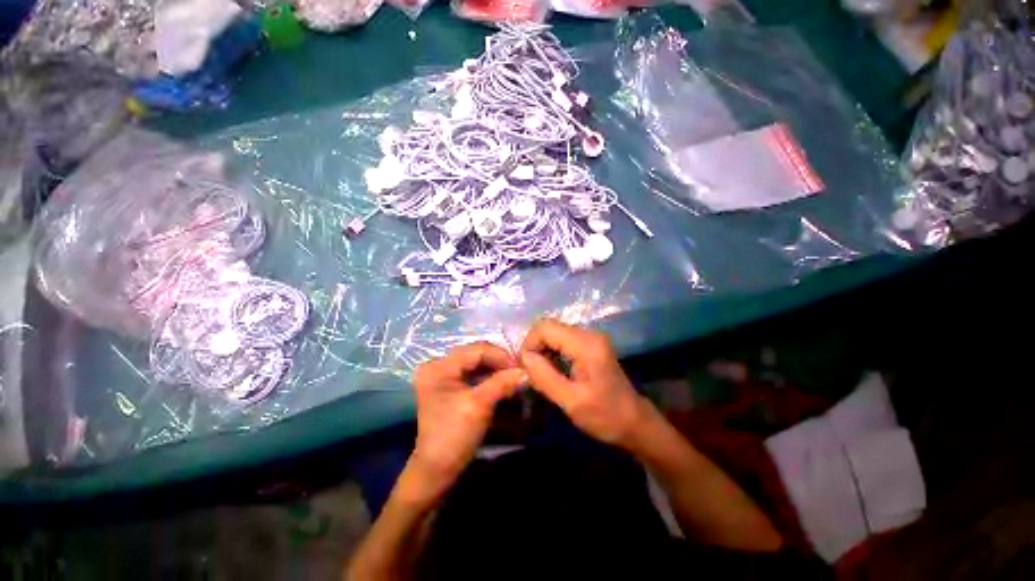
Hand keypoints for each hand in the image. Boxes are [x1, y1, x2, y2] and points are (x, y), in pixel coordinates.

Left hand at [410, 342, 527, 495]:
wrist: (437, 469)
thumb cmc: (454, 436)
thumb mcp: (479, 406)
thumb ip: (502, 383)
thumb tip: (526, 371)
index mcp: (439, 367)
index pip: (476, 350)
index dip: (500, 356)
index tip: (521, 366)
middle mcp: (438, 365)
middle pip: (476, 355)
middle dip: (499, 362)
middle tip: (519, 371)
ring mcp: (443, 375)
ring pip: (476, 363)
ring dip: (496, 369)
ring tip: (514, 377)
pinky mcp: (449, 385)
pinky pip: (473, 373)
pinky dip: (489, 377)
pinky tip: (502, 382)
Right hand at [519, 319, 648, 448]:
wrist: (634, 422)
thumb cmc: (605, 416)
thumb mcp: (571, 402)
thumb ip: (544, 377)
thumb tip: (523, 357)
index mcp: (585, 344)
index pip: (544, 327)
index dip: (529, 345)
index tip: (526, 369)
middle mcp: (588, 333)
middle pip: (548, 327)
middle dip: (534, 348)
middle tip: (532, 374)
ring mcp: (590, 337)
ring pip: (553, 333)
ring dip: (542, 351)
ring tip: (541, 375)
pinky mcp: (589, 344)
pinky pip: (561, 340)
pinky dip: (551, 353)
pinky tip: (553, 371)